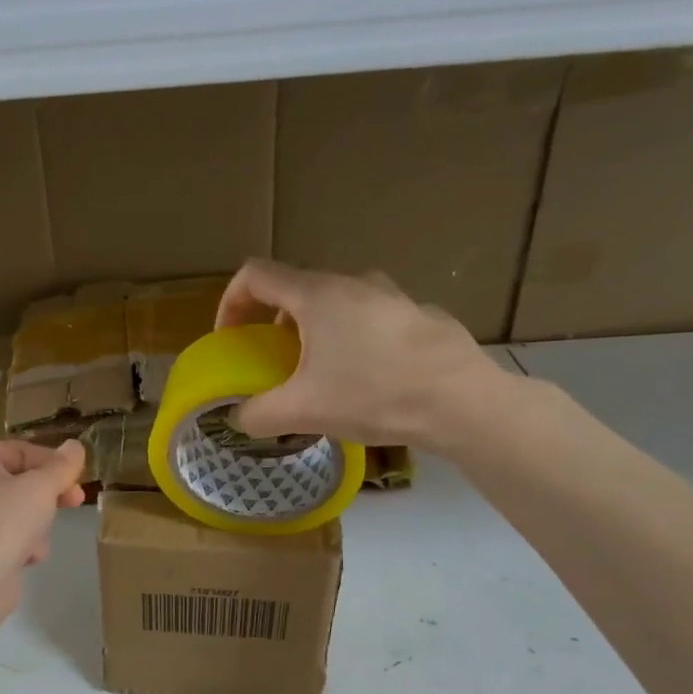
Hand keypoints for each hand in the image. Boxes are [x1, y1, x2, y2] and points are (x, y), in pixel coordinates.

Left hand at [0, 440, 86, 604]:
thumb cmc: (4, 522)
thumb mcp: (41, 488)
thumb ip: (62, 466)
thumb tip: (75, 446)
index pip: (22, 451)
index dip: (54, 463)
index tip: (78, 478)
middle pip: (21, 481)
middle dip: (48, 496)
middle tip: (75, 502)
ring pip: (18, 509)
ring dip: (37, 524)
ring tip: (37, 539)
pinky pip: (8, 533)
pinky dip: (22, 543)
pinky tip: (26, 557)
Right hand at [215, 260, 515, 452]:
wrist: (461, 402)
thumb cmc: (373, 395)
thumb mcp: (303, 411)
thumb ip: (259, 414)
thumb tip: (240, 418)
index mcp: (317, 295)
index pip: (255, 275)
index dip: (231, 302)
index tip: (231, 337)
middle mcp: (353, 283)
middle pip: (297, 290)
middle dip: (275, 323)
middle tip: (276, 361)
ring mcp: (392, 296)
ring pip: (338, 303)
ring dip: (316, 330)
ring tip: (322, 372)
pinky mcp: (420, 316)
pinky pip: (372, 319)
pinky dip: (354, 339)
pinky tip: (369, 379)